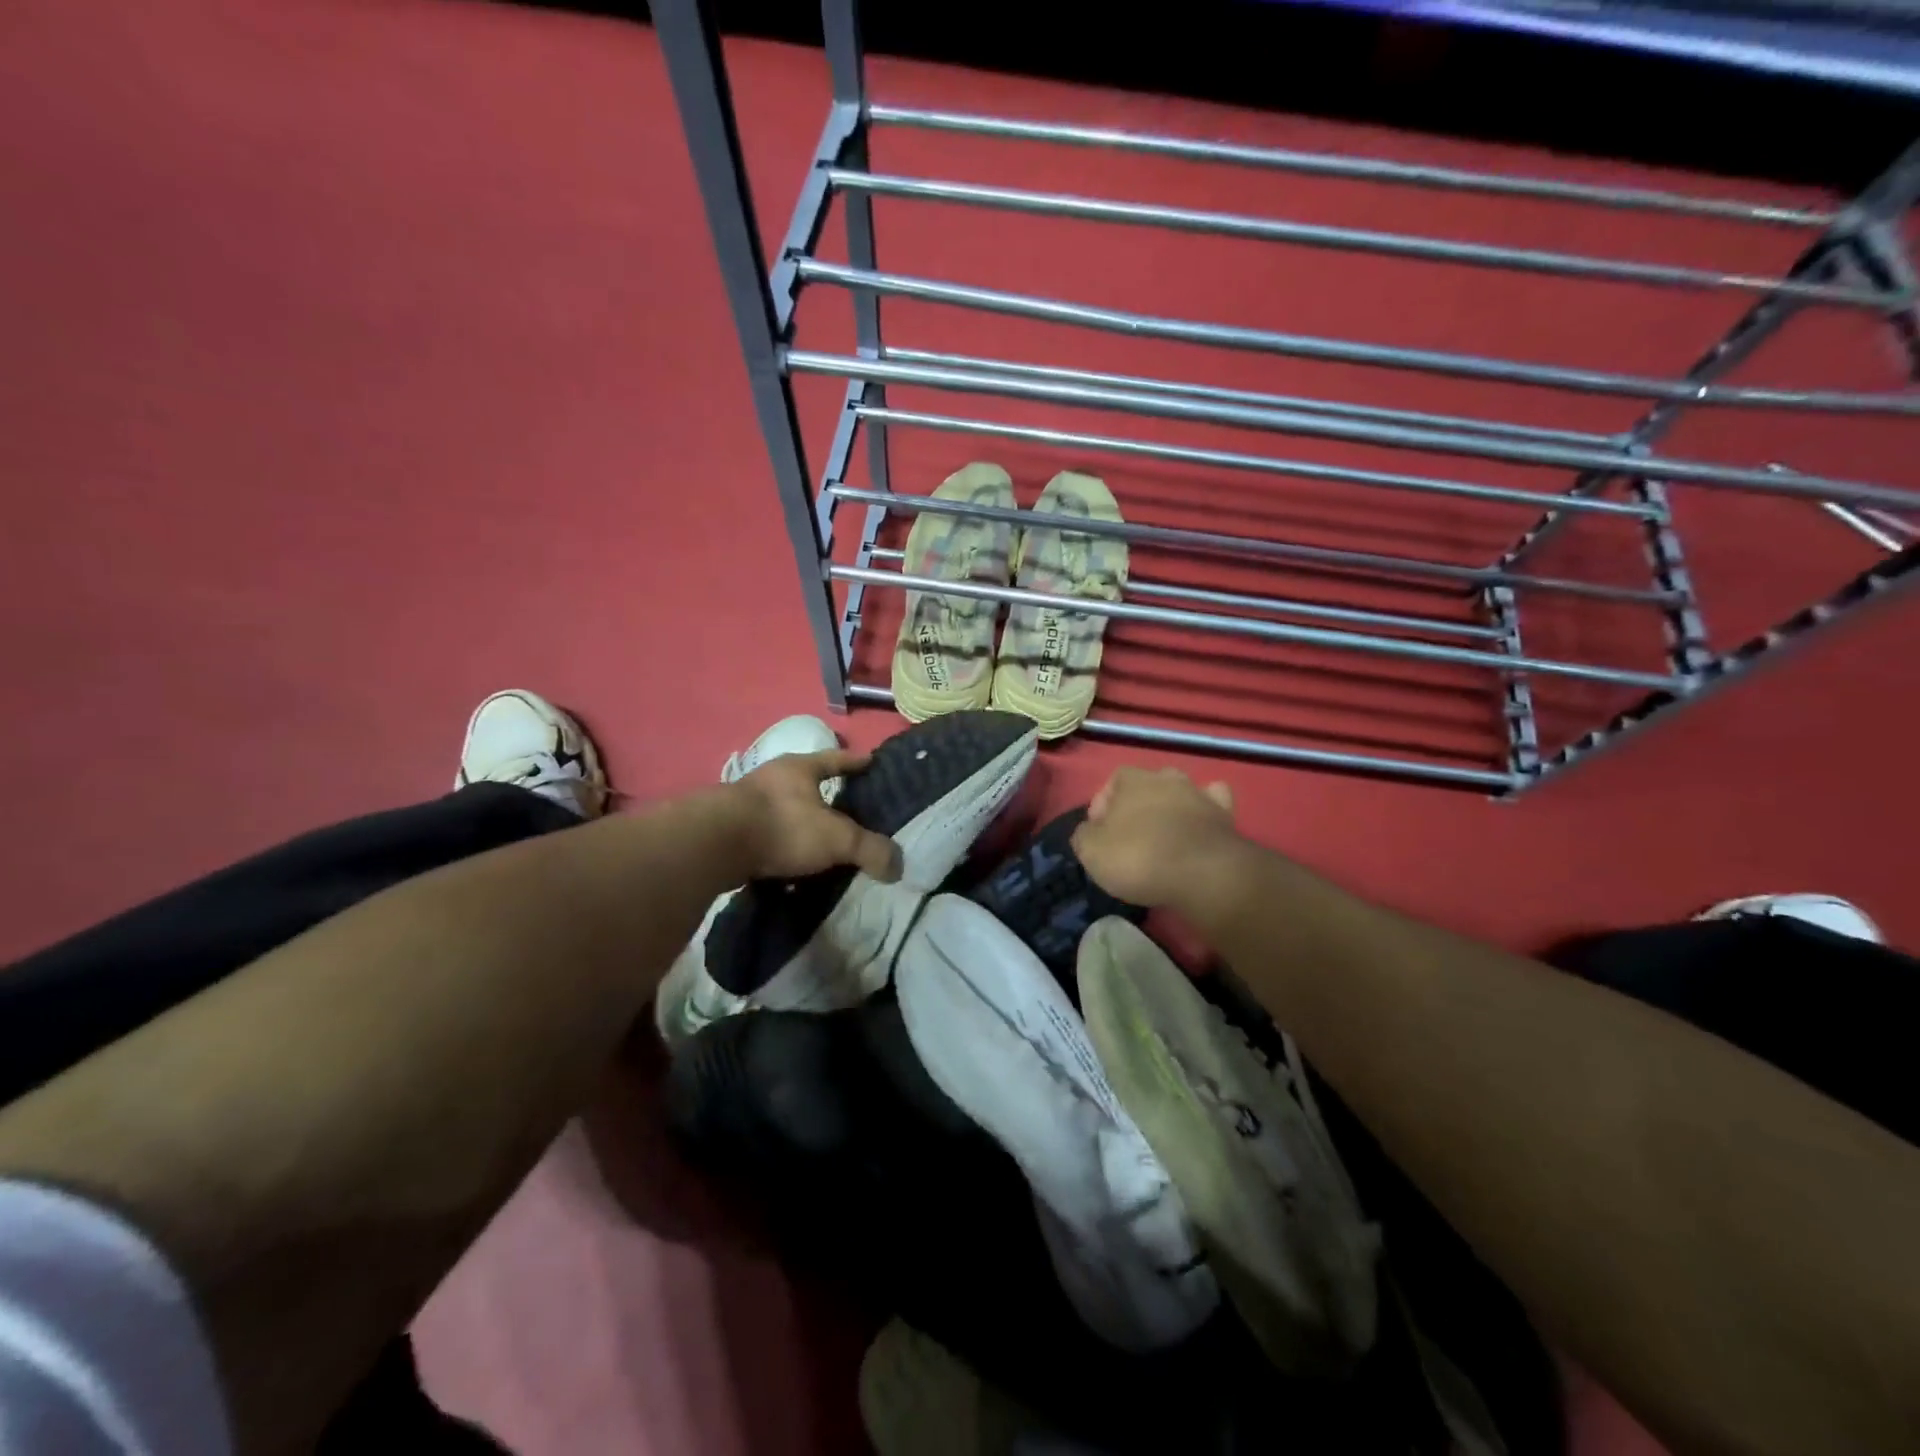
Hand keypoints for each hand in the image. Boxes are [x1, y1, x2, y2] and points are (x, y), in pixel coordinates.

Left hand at [728, 749, 902, 883]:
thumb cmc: (783, 826)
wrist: (715, 845)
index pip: (835, 759)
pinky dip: (779, 845)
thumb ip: (870, 850)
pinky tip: (788, 862)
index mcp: (800, 768)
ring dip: (798, 821)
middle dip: (822, 792)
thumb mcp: (837, 838)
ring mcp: (746, 802)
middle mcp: (772, 778)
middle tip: (845, 805)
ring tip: (817, 838)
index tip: (870, 761)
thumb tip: (898, 867)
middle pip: (805, 781)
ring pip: (782, 808)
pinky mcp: (729, 829)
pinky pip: (765, 834)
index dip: (854, 762)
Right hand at [1070, 766, 1242, 909]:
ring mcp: (1199, 794)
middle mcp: (1166, 778)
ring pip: (1181, 792)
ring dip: (1171, 809)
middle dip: (1138, 805)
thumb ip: (1084, 835)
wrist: (1202, 873)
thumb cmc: (1139, 858)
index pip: (1112, 781)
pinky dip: (1206, 813)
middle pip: (1147, 786)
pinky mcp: (1226, 815)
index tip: (1099, 832)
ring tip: (1164, 837)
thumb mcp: (1090, 851)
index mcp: (1132, 780)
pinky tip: (1199, 829)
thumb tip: (1090, 831)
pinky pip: (1214, 804)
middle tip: (1131, 836)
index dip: (1103, 805)